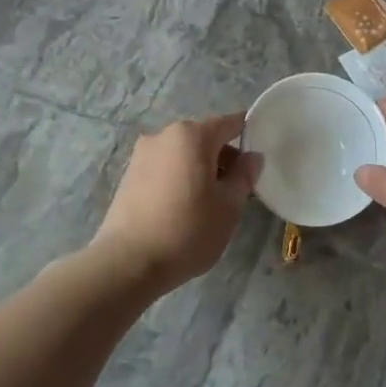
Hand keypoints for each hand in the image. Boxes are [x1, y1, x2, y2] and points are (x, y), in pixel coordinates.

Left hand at [92, 113, 260, 293]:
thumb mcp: (228, 206)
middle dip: (224, 157)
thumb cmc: (187, 230)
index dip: (248, 135)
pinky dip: (180, 178)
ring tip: (211, 203)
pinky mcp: (129, 176)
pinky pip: (165, 167)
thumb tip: (253, 156)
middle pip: (204, 138)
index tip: (258, 158)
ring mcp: (142, 154)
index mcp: (192, 135)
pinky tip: (184, 208)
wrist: (127, 263)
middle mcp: (164, 135)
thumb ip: (244, 176)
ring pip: (183, 153)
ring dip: (201, 169)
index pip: (230, 124)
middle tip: (237, 189)